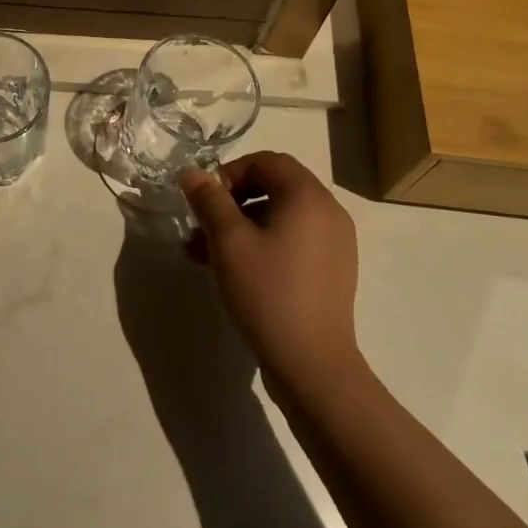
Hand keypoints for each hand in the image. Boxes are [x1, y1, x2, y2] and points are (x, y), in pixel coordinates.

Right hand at [180, 152, 363, 392]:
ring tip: (203, 255)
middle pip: (273, 188)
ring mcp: (335, 244)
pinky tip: (233, 272)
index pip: (266, 161)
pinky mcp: (332, 272)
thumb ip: (209, 200)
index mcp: (308, 196)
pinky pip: (293, 242)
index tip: (205, 201)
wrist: (312, 365)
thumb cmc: (268, 292)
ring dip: (241, 228)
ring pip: (279, 218)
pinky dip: (262, 246)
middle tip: (201, 228)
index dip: (229, 173)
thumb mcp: (228, 241)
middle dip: (231, 204)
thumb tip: (192, 172)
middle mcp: (328, 212)